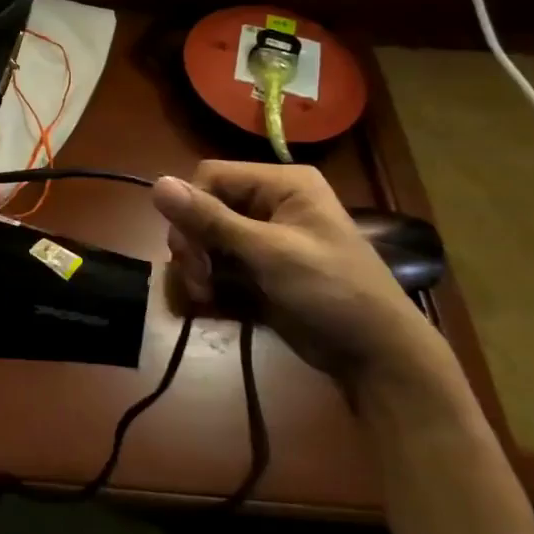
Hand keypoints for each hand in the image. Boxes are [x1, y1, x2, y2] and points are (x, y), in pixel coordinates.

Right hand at [152, 162, 443, 394]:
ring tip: (205, 295)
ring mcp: (264, 237)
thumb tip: (156, 184)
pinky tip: (211, 301)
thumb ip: (211, 219)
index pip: (210, 176)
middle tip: (198, 279)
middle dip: (193, 243)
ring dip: (197, 266)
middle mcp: (270, 202)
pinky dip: (208, 280)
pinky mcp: (259, 267)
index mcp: (282, 183)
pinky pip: (217, 262)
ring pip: (205, 237)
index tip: (189, 250)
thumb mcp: (269, 253)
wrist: (377, 357)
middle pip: (204, 207)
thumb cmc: (331, 291)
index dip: (191, 208)